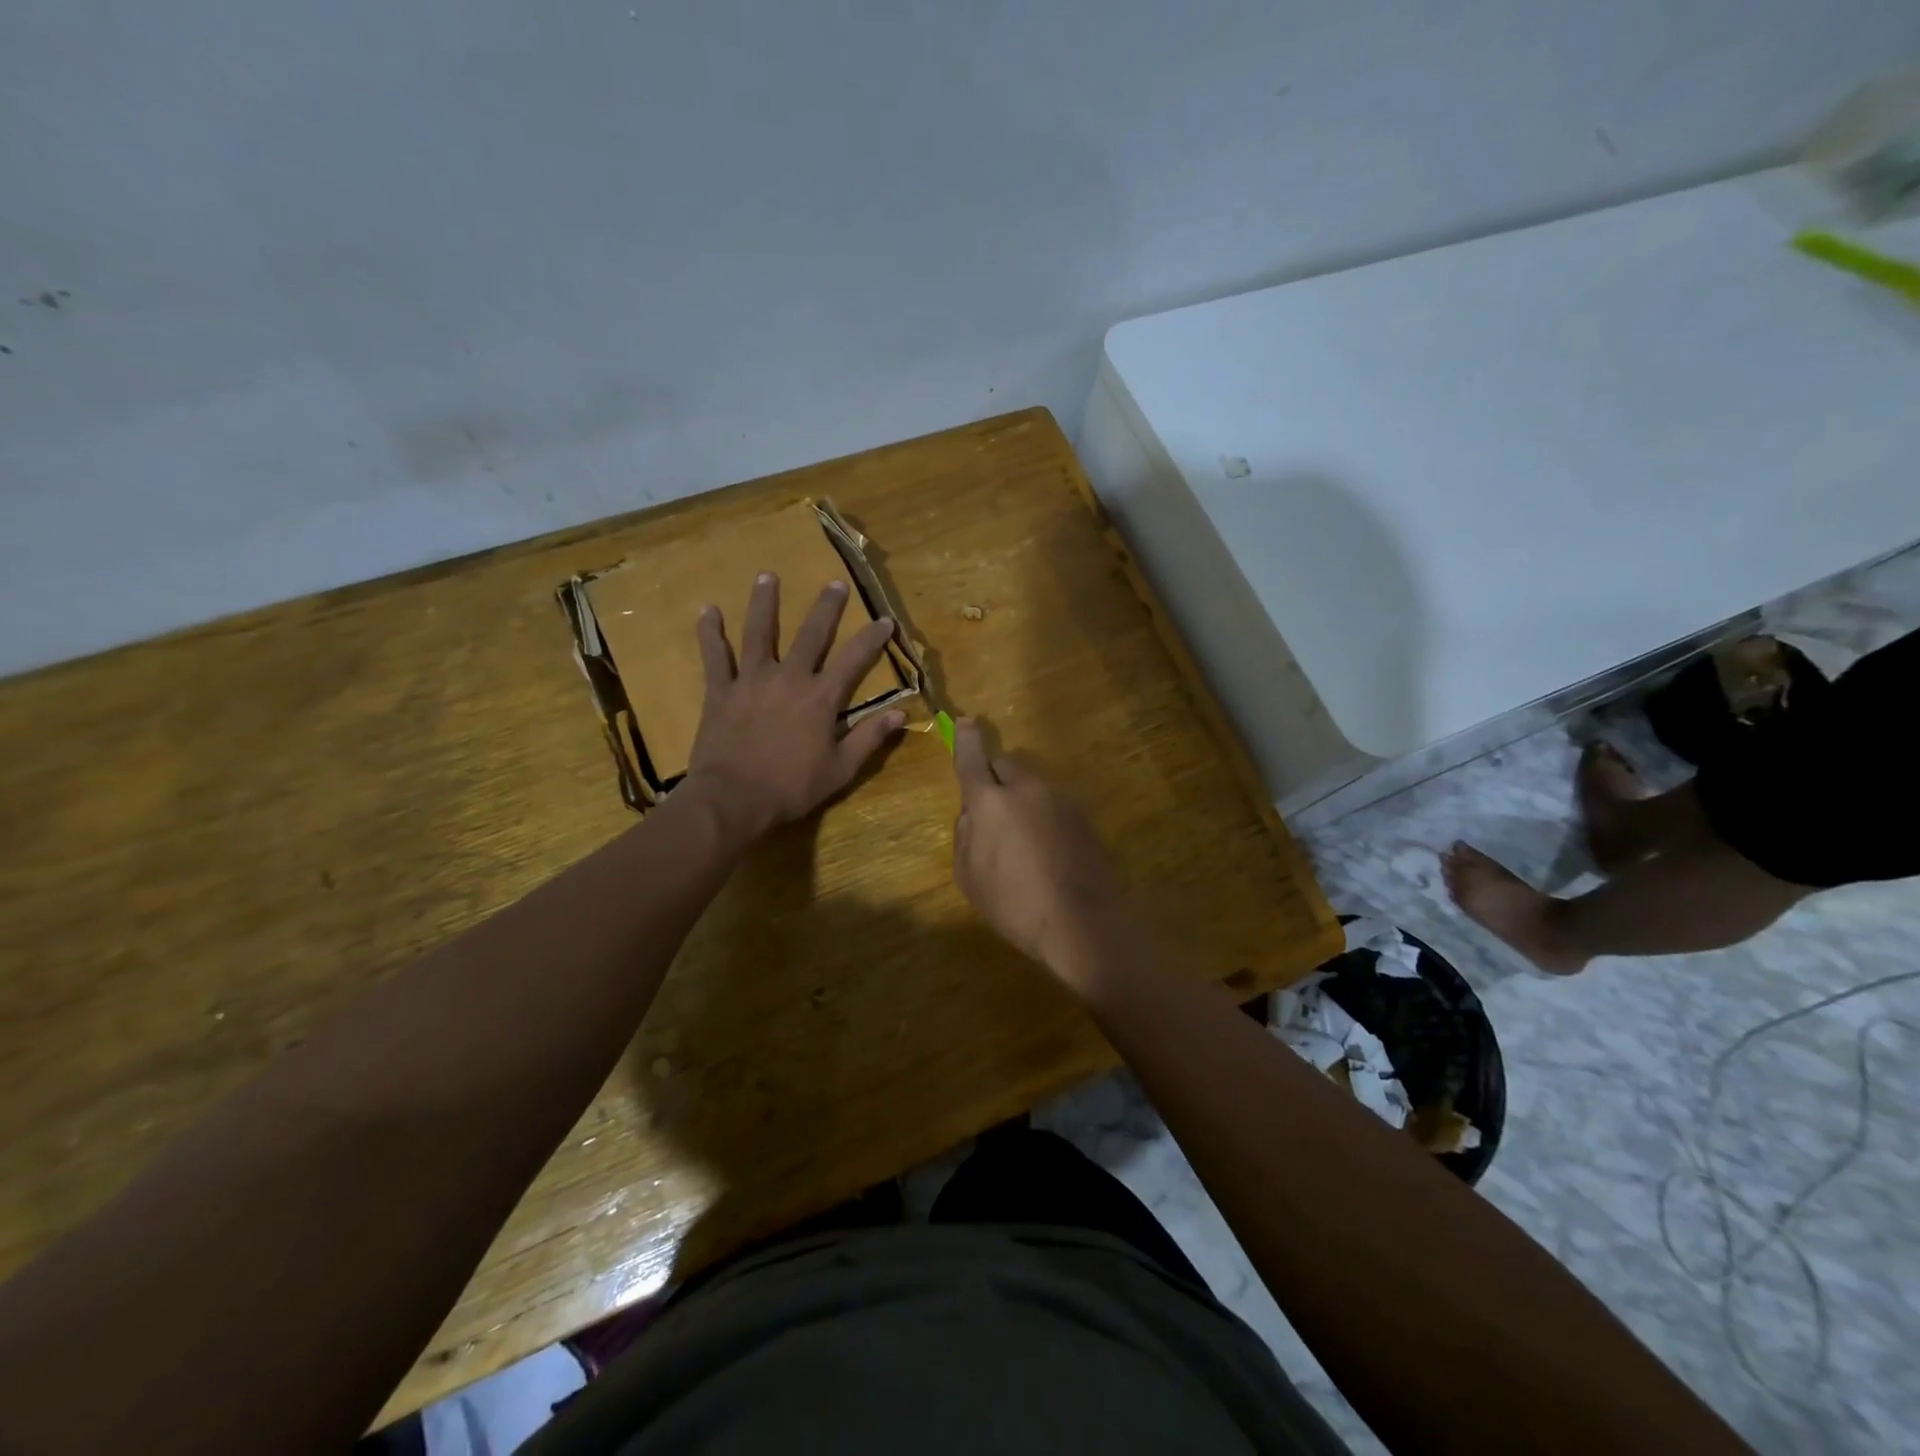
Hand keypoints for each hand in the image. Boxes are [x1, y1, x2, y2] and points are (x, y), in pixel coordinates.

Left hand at [684, 574, 904, 837]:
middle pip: (811, 634)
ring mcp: (751, 680)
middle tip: (835, 583)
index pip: (854, 659)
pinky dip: (710, 633)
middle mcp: (789, 678)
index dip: (872, 638)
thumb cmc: (791, 788)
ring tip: (767, 575)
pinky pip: (715, 656)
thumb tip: (900, 713)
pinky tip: (708, 610)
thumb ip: (869, 738)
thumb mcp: (841, 770)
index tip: (885, 620)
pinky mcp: (721, 691)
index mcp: (821, 698)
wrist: (733, 800)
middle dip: (826, 607)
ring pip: (759, 633)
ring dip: (764, 603)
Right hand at [950, 718, 1133, 977]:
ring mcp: (1060, 801)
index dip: (966, 740)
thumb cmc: (1014, 904)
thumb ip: (964, 836)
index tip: (966, 722)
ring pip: (1032, 788)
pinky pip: (1054, 808)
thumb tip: (972, 816)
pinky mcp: (1084, 819)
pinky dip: (1045, 821)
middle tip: (992, 816)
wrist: (1083, 924)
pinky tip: (1049, 857)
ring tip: (1024, 848)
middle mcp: (1027, 790)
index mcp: (991, 802)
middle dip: (995, 781)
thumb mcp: (969, 877)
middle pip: (1006, 767)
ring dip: (1022, 803)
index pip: (973, 759)